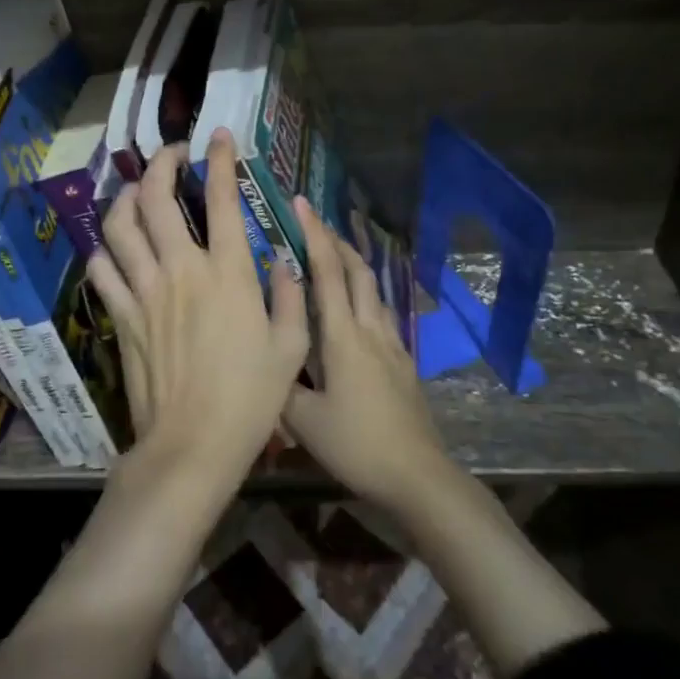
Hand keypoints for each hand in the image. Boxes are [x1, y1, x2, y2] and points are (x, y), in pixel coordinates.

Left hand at [85, 132, 308, 494]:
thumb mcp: (291, 347)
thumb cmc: (250, 398)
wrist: (193, 446)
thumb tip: (282, 260)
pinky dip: (105, 251)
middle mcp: (181, 270)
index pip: (221, 199)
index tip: (218, 138)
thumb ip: (291, 295)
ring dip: (125, 198)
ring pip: (119, 225)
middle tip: (170, 155)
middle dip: (160, 164)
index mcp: (228, 273)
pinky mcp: (120, 317)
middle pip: (155, 198)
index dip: (219, 160)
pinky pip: (102, 270)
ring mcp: (144, 291)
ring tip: (137, 191)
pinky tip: (116, 249)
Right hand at [282, 200, 452, 511]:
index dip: (314, 235)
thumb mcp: (304, 422)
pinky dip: (364, 292)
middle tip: (314, 222)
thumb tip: (262, 359)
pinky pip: (380, 311)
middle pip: (357, 270)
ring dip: (353, 263)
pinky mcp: (403, 360)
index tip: (301, 204)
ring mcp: (391, 343)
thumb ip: (280, 386)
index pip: (328, 272)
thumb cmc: (357, 444)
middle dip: (336, 240)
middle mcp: (370, 329)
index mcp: (343, 336)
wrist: (417, 474)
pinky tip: (356, 306)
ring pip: (372, 289)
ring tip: (333, 254)